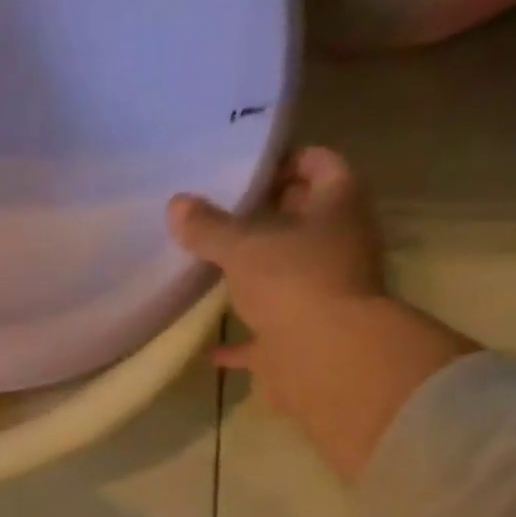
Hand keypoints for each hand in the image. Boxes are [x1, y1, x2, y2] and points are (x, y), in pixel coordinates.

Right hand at [168, 146, 386, 402]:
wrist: (325, 356)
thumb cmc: (293, 281)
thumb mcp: (242, 246)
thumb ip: (209, 227)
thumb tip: (177, 203)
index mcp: (337, 208)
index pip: (321, 165)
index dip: (288, 161)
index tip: (246, 168)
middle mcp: (338, 245)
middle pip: (305, 219)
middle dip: (268, 215)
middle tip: (220, 214)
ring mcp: (322, 292)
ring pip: (286, 273)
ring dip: (255, 272)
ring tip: (210, 268)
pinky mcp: (300, 335)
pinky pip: (264, 333)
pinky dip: (240, 339)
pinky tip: (210, 346)